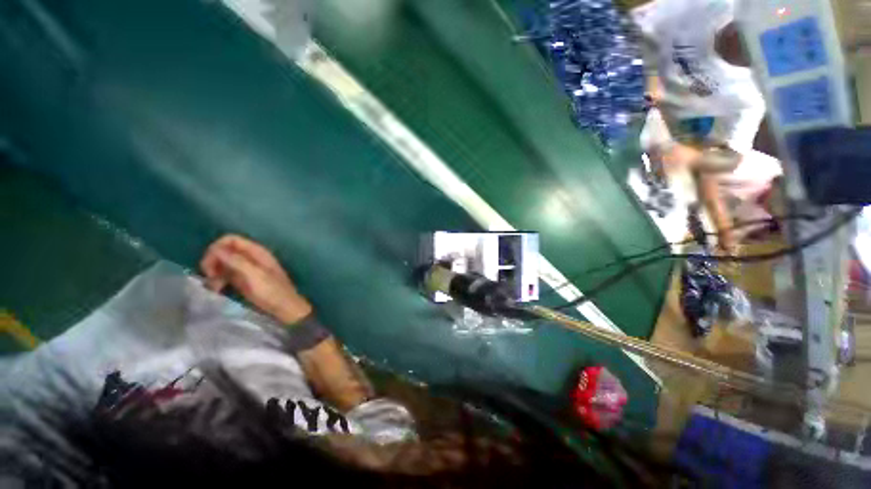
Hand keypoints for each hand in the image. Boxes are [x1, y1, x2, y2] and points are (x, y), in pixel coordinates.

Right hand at [200, 234, 312, 323]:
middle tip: (209, 276)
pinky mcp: (244, 281)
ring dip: (214, 272)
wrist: (284, 308)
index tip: (209, 264)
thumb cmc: (272, 291)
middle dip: (213, 261)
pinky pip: (226, 275)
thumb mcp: (254, 275)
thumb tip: (216, 249)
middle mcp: (252, 257)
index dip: (217, 248)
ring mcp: (247, 269)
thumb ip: (237, 261)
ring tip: (214, 287)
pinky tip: (218, 290)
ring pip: (223, 263)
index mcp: (257, 252)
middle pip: (225, 250)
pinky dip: (219, 280)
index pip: (231, 239)